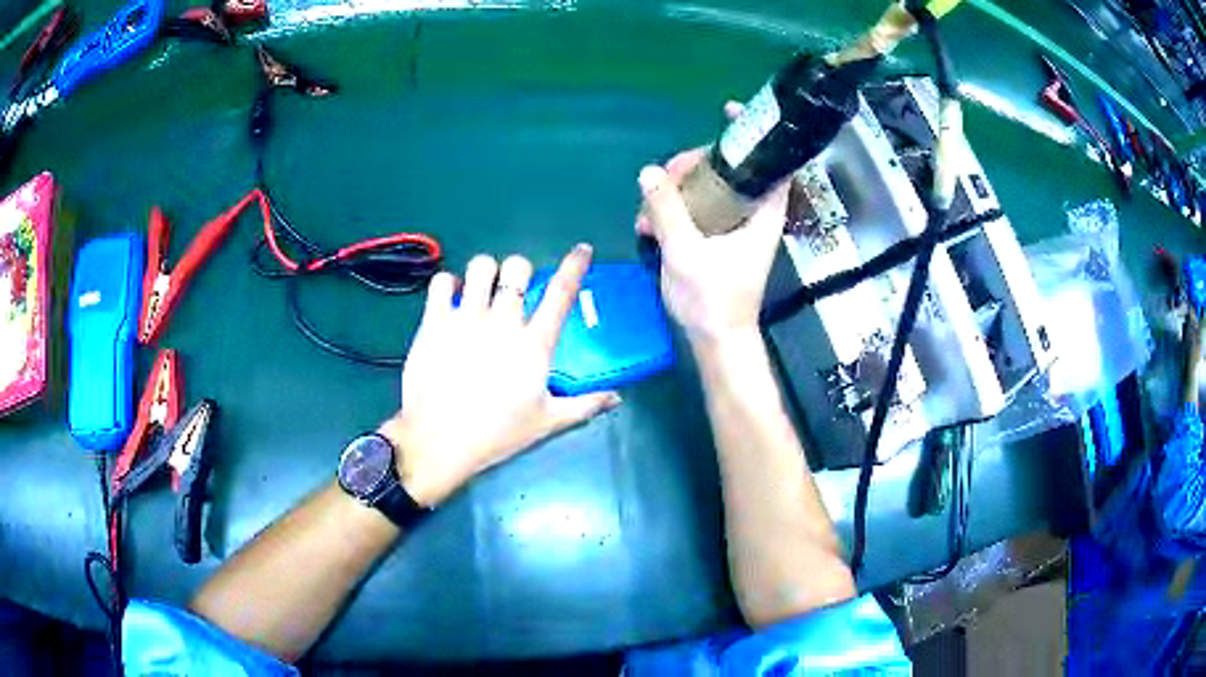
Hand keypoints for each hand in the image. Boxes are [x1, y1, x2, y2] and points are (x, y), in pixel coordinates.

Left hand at [380, 245, 620, 506]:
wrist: (439, 441)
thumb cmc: (497, 434)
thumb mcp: (547, 422)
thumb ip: (585, 406)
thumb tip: (618, 398)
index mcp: (534, 344)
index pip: (561, 293)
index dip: (574, 266)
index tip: (582, 249)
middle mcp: (502, 322)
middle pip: (517, 267)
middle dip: (519, 270)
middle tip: (512, 289)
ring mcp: (465, 318)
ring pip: (480, 266)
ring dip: (486, 272)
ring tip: (481, 289)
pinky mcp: (434, 321)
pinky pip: (442, 281)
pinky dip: (448, 283)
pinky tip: (451, 298)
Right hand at [637, 102, 788, 344]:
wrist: (716, 341)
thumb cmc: (713, 301)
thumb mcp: (687, 254)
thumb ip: (668, 211)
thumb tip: (649, 172)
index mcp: (763, 213)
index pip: (771, 161)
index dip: (754, 132)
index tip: (730, 112)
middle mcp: (752, 212)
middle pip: (729, 167)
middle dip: (694, 163)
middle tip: (665, 176)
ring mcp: (733, 224)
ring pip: (708, 185)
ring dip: (676, 187)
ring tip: (647, 208)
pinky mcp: (715, 236)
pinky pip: (694, 207)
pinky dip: (672, 208)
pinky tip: (646, 224)